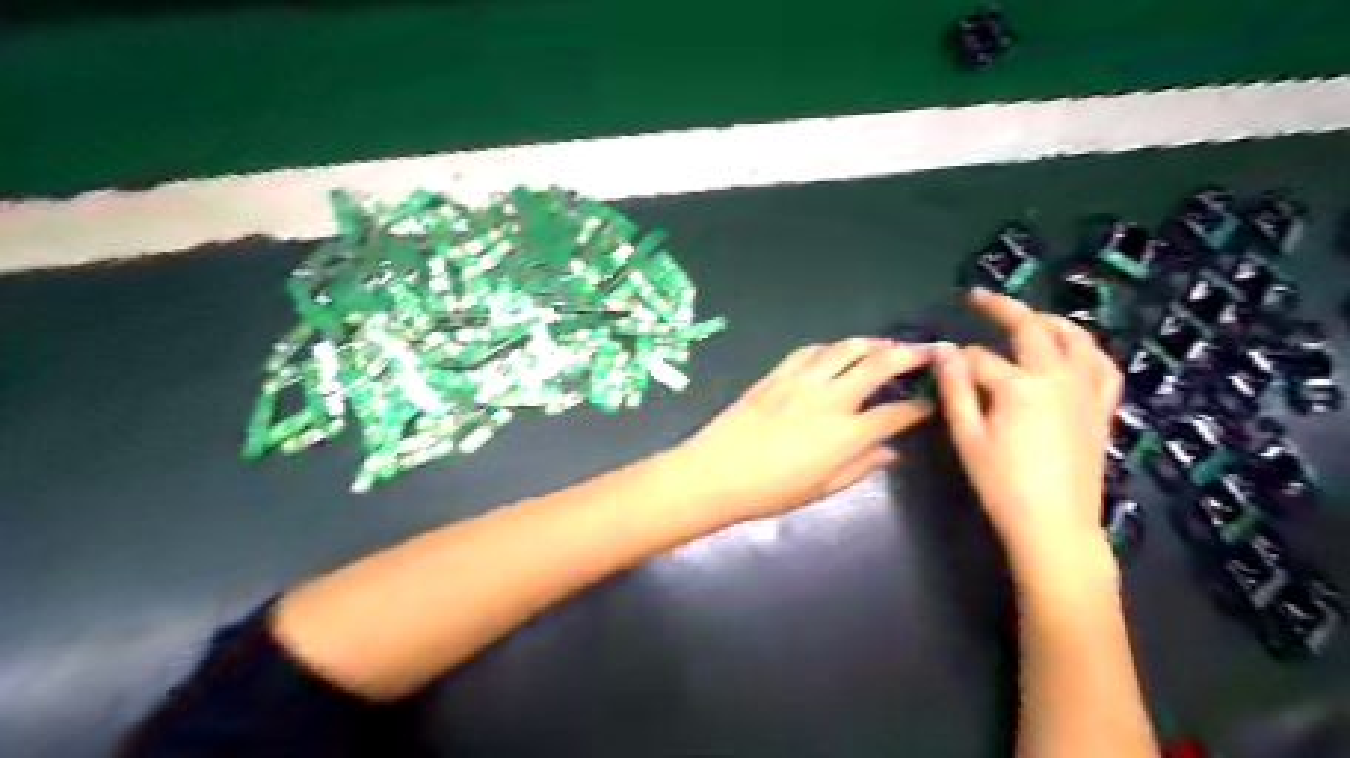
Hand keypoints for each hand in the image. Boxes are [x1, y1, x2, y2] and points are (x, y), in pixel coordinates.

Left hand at [681, 338, 936, 523]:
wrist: (716, 473)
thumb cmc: (770, 492)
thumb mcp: (822, 488)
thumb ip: (860, 466)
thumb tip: (889, 452)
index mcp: (845, 434)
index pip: (896, 414)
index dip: (920, 407)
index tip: (931, 403)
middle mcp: (830, 399)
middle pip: (879, 366)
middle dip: (911, 355)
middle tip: (929, 350)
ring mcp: (801, 382)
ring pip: (845, 349)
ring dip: (872, 343)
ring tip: (887, 345)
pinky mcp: (776, 375)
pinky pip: (809, 351)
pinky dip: (830, 348)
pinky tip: (837, 351)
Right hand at [936, 289, 1125, 566]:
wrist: (1055, 526)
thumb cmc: (1002, 485)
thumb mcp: (968, 437)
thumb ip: (955, 389)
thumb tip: (942, 350)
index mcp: (1019, 386)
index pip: (980, 359)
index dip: (957, 360)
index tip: (941, 364)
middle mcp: (1058, 377)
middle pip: (1031, 329)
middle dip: (1002, 308)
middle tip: (979, 298)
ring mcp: (1085, 391)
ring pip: (1075, 339)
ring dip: (1050, 320)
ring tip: (1030, 316)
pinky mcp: (1101, 409)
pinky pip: (1104, 367)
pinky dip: (1089, 350)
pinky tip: (1076, 349)